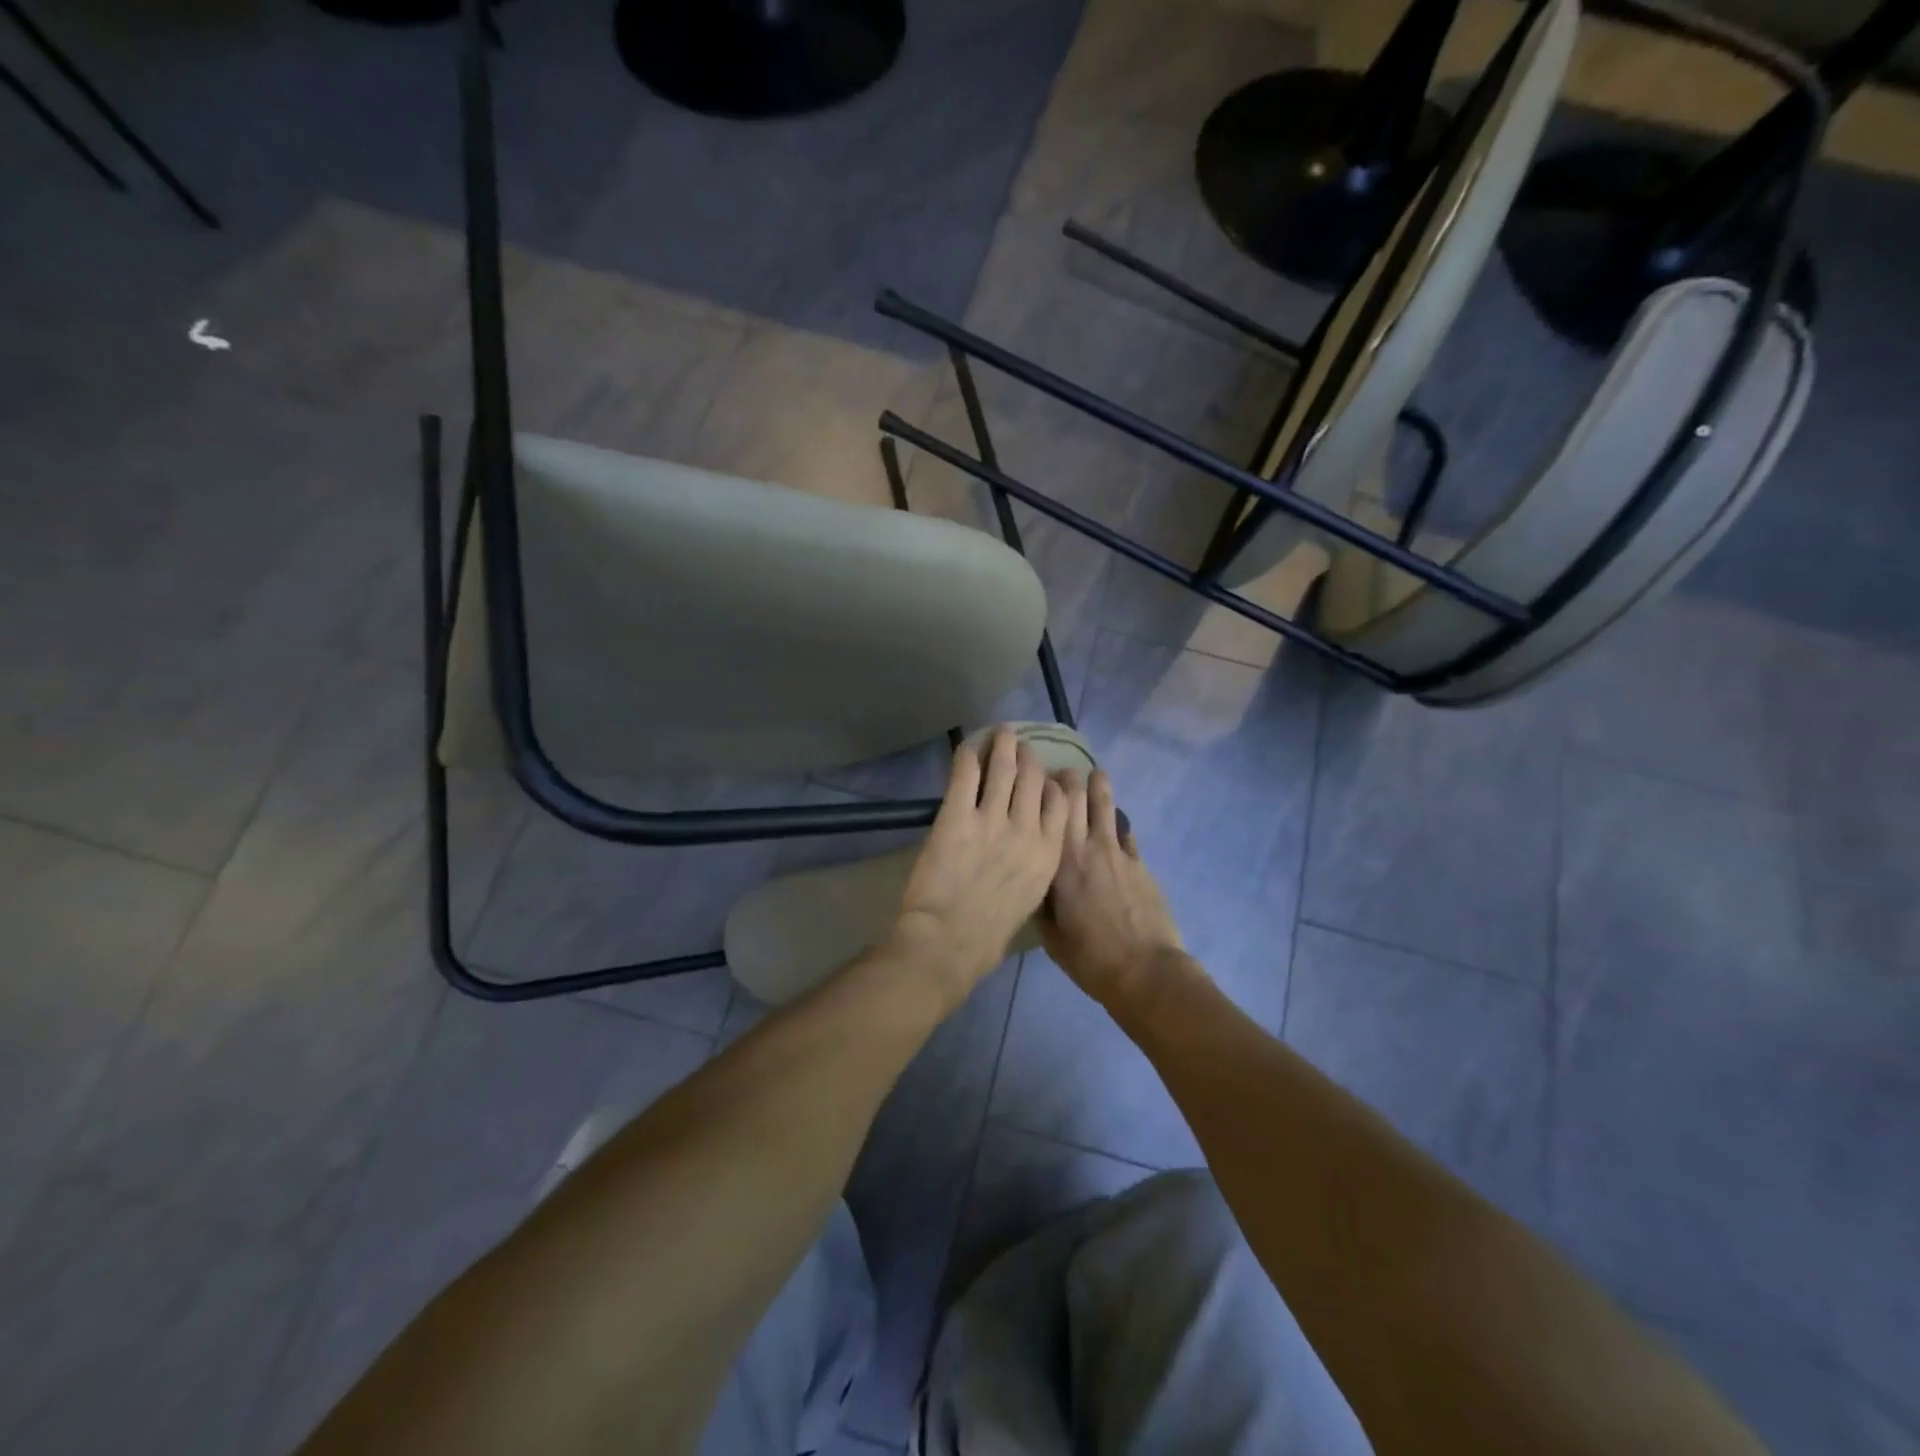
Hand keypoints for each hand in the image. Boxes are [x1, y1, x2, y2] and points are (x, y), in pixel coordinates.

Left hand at [893, 727, 1069, 1008]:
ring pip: (1004, 768)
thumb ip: (1031, 866)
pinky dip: (969, 755)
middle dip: (1029, 757)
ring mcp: (992, 820)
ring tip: (1002, 732)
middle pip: (1034, 779)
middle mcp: (1026, 829)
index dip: (1053, 782)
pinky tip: (969, 745)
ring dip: (1003, 745)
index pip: (1060, 803)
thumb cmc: (988, 933)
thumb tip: (1023, 848)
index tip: (1048, 774)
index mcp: (1048, 854)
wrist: (950, 941)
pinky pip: (966, 774)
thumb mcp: (1028, 899)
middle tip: (1021, 746)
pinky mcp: (957, 815)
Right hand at [1041, 768, 1192, 1012]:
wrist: (1145, 971)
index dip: (1042, 790)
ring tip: (1096, 774)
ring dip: (1100, 788)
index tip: (1034, 780)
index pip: (1048, 811)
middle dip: (1070, 779)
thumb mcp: (1051, 938)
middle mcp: (1087, 848)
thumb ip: (1041, 905)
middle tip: (1062, 772)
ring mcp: (1118, 853)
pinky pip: (1127, 834)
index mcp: (1059, 864)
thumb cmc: (1091, 958)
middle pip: (1079, 799)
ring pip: (1107, 808)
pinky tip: (1117, 823)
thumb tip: (1034, 887)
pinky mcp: (1141, 865)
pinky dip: (1119, 824)